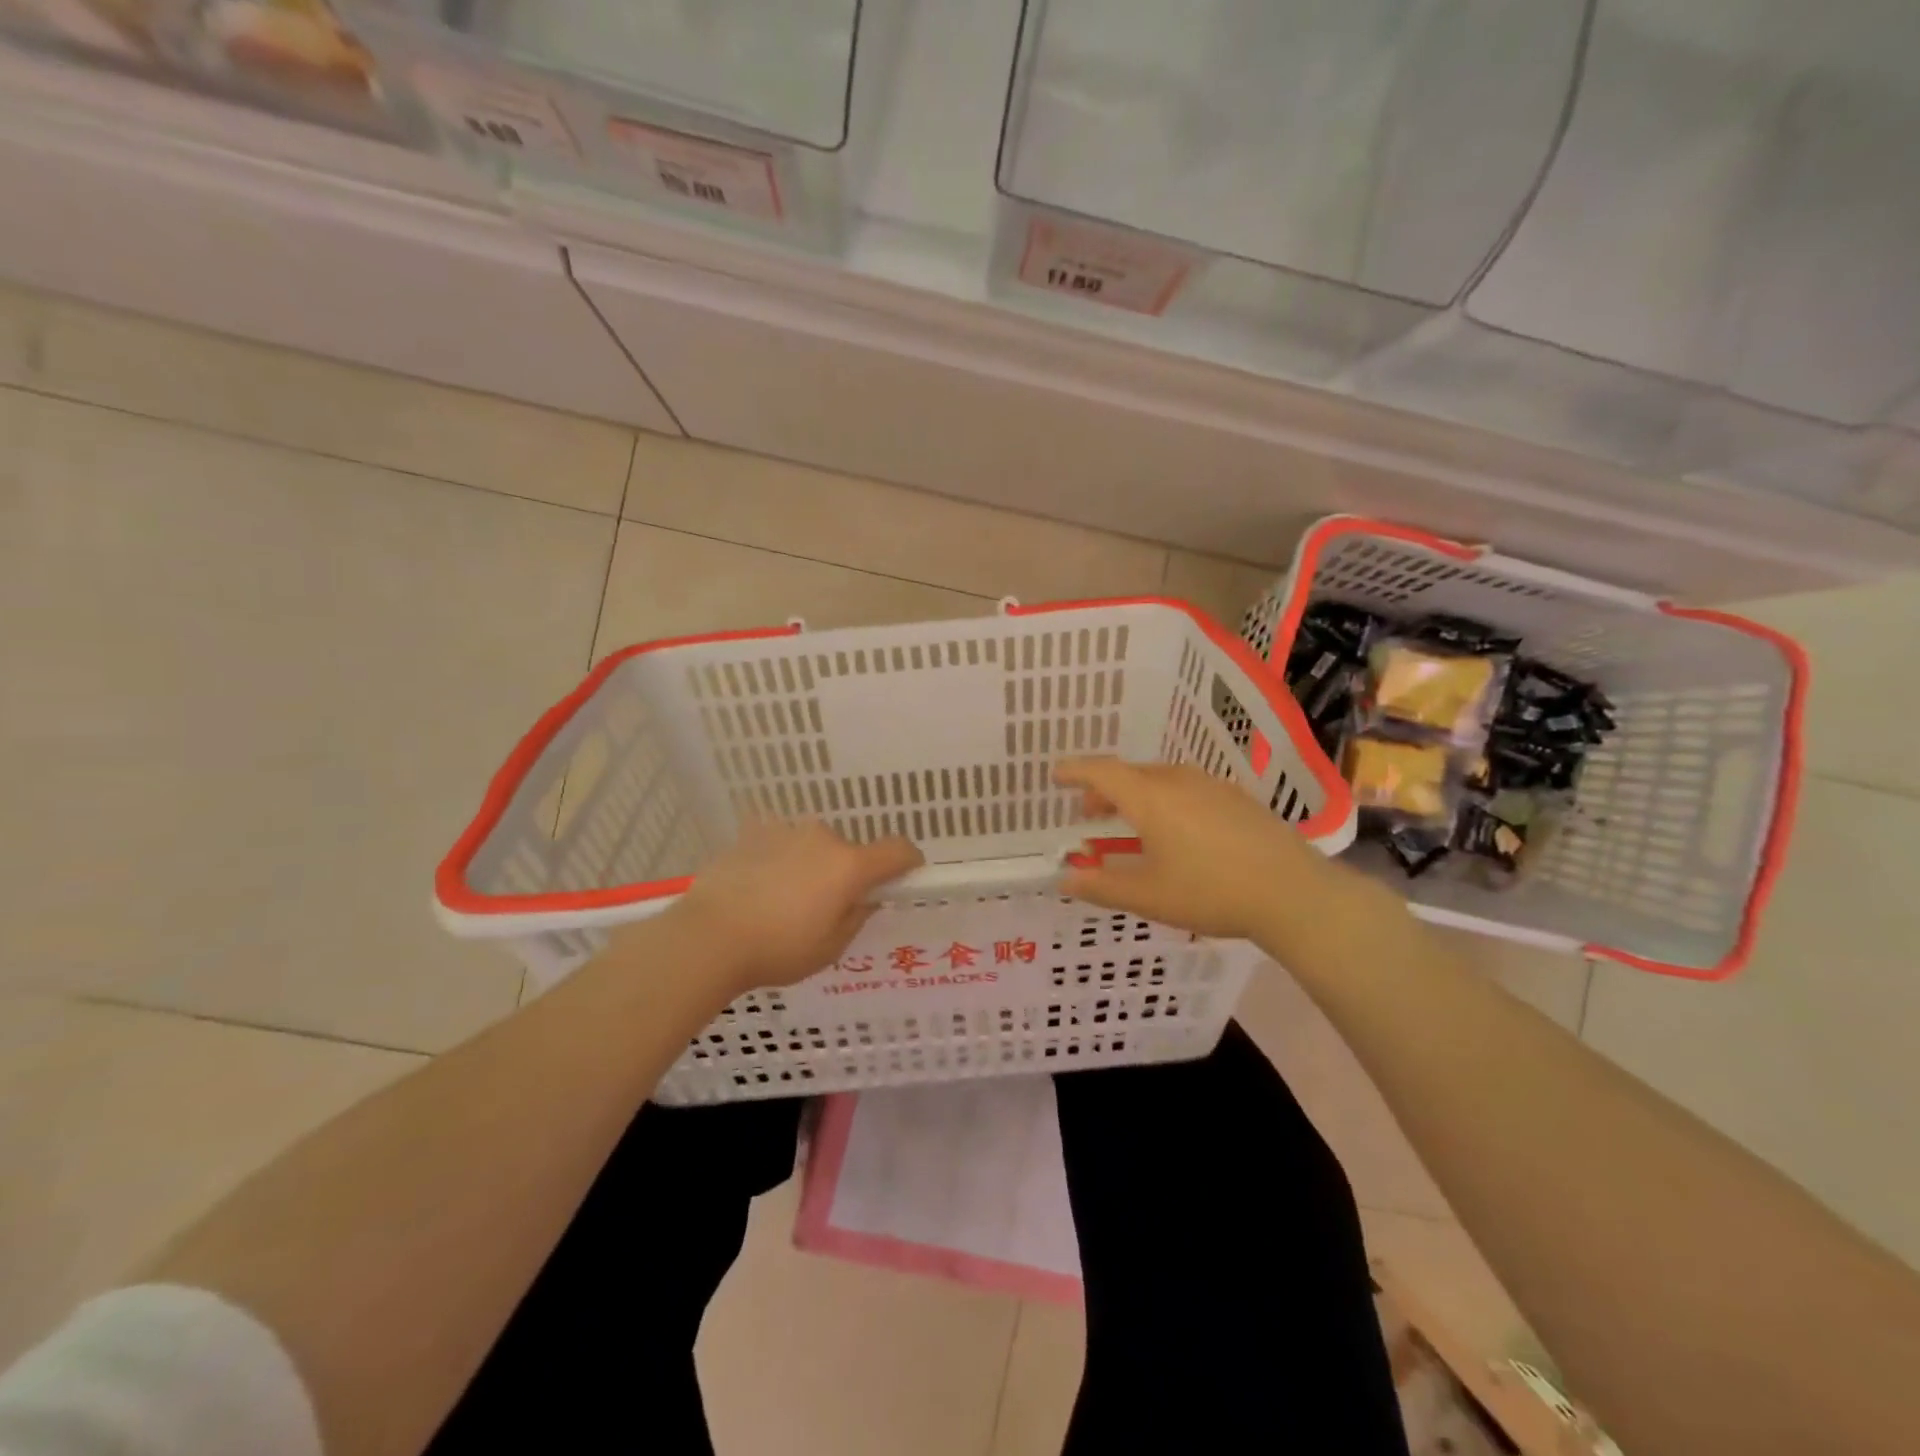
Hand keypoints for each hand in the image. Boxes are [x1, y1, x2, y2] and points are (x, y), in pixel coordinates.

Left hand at [654, 819, 922, 995]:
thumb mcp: (830, 948)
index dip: (908, 861)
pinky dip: (778, 862)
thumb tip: (865, 899)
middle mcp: (822, 837)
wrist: (708, 936)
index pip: (898, 849)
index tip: (904, 877)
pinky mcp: (752, 833)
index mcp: (849, 866)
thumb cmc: (777, 949)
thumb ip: (857, 917)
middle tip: (825, 909)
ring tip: (782, 902)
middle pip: (849, 851)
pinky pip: (779, 845)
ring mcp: (785, 831)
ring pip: (812, 847)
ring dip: (809, 866)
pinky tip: (756, 891)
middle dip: (845, 874)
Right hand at [1055, 757, 1379, 945]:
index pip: (1101, 772)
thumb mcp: (1148, 896)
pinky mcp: (1235, 798)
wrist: (1294, 893)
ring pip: (1160, 780)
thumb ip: (1100, 887)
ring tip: (1129, 825)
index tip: (1055, 775)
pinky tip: (1175, 831)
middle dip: (1103, 790)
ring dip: (1135, 796)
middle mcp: (1178, 780)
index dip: (1074, 771)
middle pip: (1130, 774)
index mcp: (1150, 797)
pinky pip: (1185, 788)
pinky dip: (1164, 801)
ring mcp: (1211, 786)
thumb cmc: (1211, 892)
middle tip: (1089, 814)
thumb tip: (1064, 879)